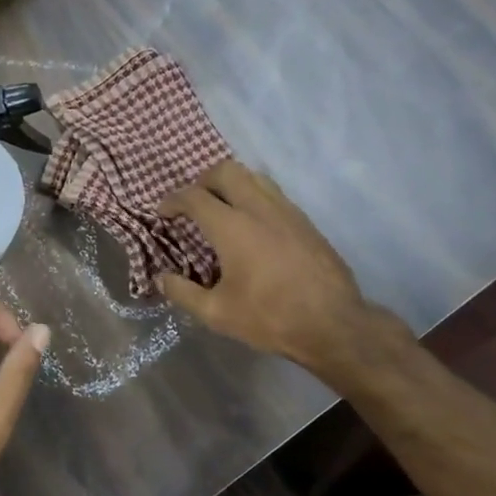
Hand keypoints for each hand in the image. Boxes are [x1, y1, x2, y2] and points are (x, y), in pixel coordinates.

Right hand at [157, 160, 408, 380]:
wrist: (333, 324)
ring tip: (222, 207)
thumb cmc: (270, 318)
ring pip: (253, 176)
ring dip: (231, 183)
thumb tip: (161, 278)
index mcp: (232, 227)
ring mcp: (286, 211)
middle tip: (194, 203)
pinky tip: (253, 224)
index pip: (194, 196)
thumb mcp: (217, 313)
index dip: (173, 200)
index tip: (164, 213)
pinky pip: (273, 193)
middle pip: (225, 171)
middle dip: (203, 180)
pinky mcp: (305, 221)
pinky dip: (254, 196)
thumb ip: (183, 293)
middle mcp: (258, 208)